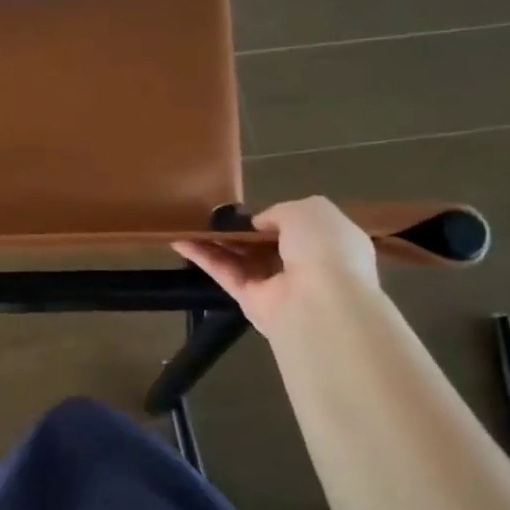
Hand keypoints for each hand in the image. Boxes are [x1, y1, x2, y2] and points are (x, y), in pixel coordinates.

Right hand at [172, 197, 379, 340]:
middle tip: (212, 213)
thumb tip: (258, 224)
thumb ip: (280, 211)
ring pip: (240, 258)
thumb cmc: (325, 248)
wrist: (322, 302)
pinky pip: (225, 273)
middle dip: (240, 229)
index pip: (300, 227)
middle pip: (264, 244)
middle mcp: (304, 265)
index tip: (251, 208)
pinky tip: (180, 240)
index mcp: (329, 243)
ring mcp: (276, 285)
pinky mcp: (250, 300)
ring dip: (215, 241)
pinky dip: (203, 257)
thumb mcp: (310, 209)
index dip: (275, 217)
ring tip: (187, 222)